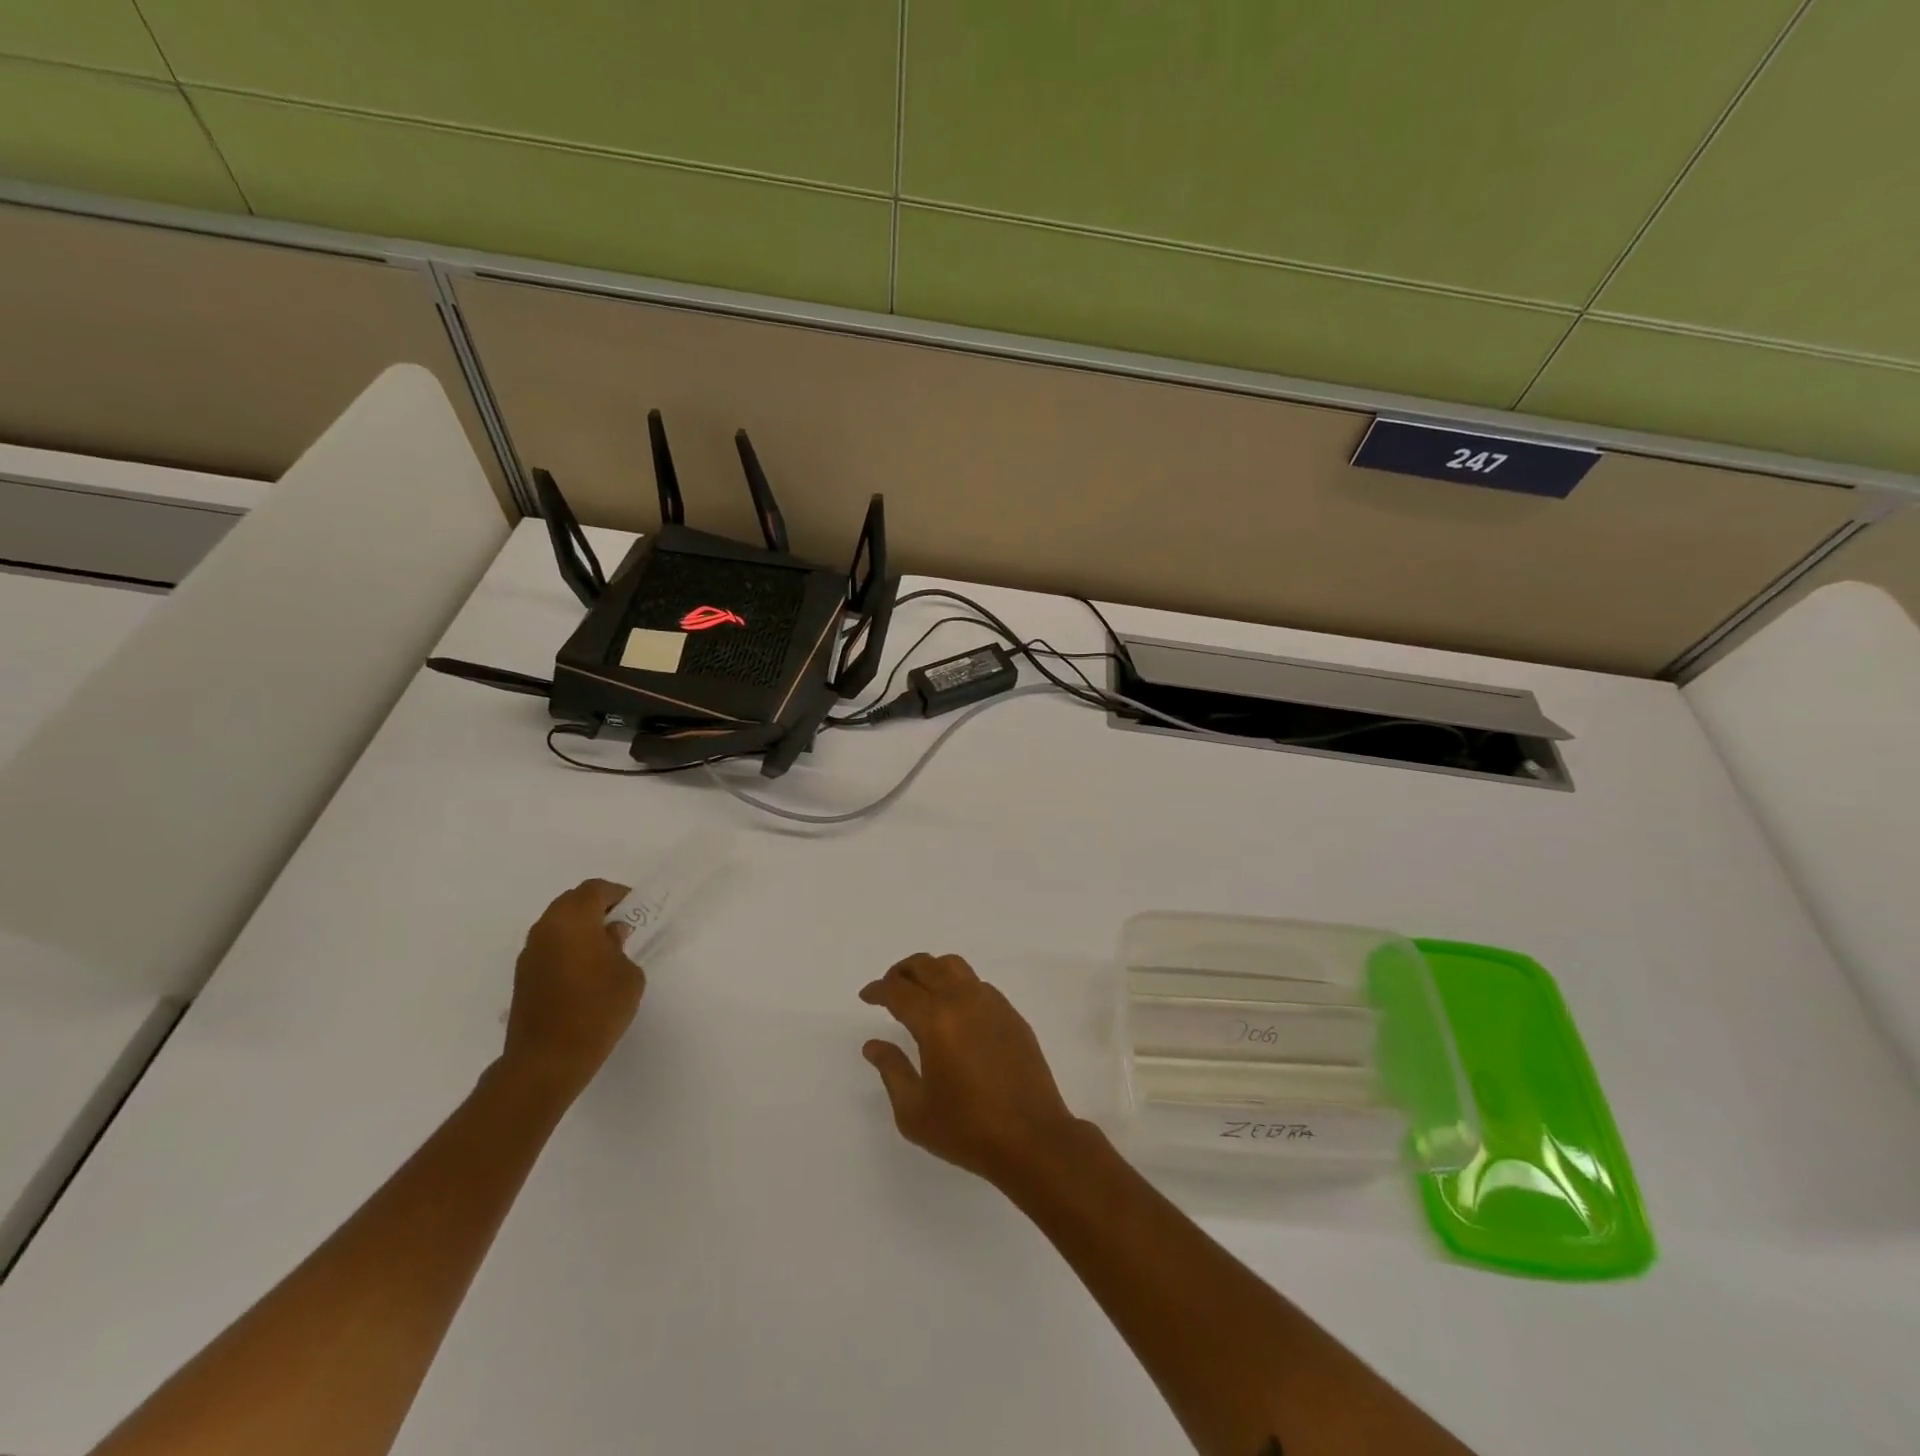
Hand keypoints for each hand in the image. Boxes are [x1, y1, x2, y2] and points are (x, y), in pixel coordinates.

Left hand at [502, 879, 644, 1099]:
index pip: (595, 889)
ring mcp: (529, 953)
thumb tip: (608, 936)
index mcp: (572, 920)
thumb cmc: (597, 1009)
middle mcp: (545, 929)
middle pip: (572, 902)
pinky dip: (567, 947)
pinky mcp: (522, 976)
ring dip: (580, 928)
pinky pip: (549, 947)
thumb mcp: (628, 974)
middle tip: (621, 925)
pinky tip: (585, 972)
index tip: (635, 910)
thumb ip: (620, 946)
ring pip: (557, 924)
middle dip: (597, 908)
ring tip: (604, 950)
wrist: (548, 1059)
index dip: (618, 894)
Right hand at [860, 953, 1082, 1187]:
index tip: (867, 996)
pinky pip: (978, 985)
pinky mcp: (1012, 1014)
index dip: (878, 990)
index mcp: (936, 1021)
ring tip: (920, 993)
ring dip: (931, 972)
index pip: (898, 991)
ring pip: (955, 967)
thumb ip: (891, 1070)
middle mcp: (963, 1001)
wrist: (1032, 1138)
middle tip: (889, 988)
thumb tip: (873, 1044)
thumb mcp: (914, 1111)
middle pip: (927, 966)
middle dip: (902, 971)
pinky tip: (954, 1012)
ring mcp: (992, 1004)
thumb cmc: (967, 1130)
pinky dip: (957, 986)